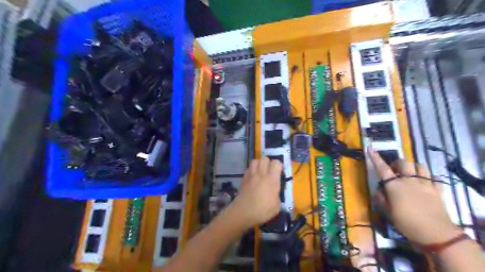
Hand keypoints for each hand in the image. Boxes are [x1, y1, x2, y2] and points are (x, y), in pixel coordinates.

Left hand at [229, 156, 282, 227]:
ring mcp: (251, 175)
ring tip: (261, 171)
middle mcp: (261, 173)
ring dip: (259, 164)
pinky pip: (248, 168)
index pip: (276, 163)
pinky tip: (253, 177)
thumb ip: (277, 195)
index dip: (279, 166)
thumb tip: (275, 193)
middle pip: (265, 158)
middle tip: (270, 171)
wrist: (243, 212)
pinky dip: (251, 170)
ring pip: (255, 160)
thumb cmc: (262, 210)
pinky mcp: (243, 178)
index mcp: (272, 179)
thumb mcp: (277, 206)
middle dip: (268, 162)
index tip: (279, 172)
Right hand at [370, 147, 458, 244]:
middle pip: (403, 163)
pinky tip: (426, 182)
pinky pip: (434, 177)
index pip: (382, 168)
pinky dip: (429, 177)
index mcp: (394, 185)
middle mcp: (409, 180)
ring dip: (413, 167)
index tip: (370, 147)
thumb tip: (377, 190)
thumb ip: (380, 199)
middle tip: (394, 170)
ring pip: (420, 166)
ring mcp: (425, 184)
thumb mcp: (387, 212)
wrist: (436, 233)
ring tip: (411, 173)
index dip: (375, 157)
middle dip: (397, 163)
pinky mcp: (438, 190)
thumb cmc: (407, 222)